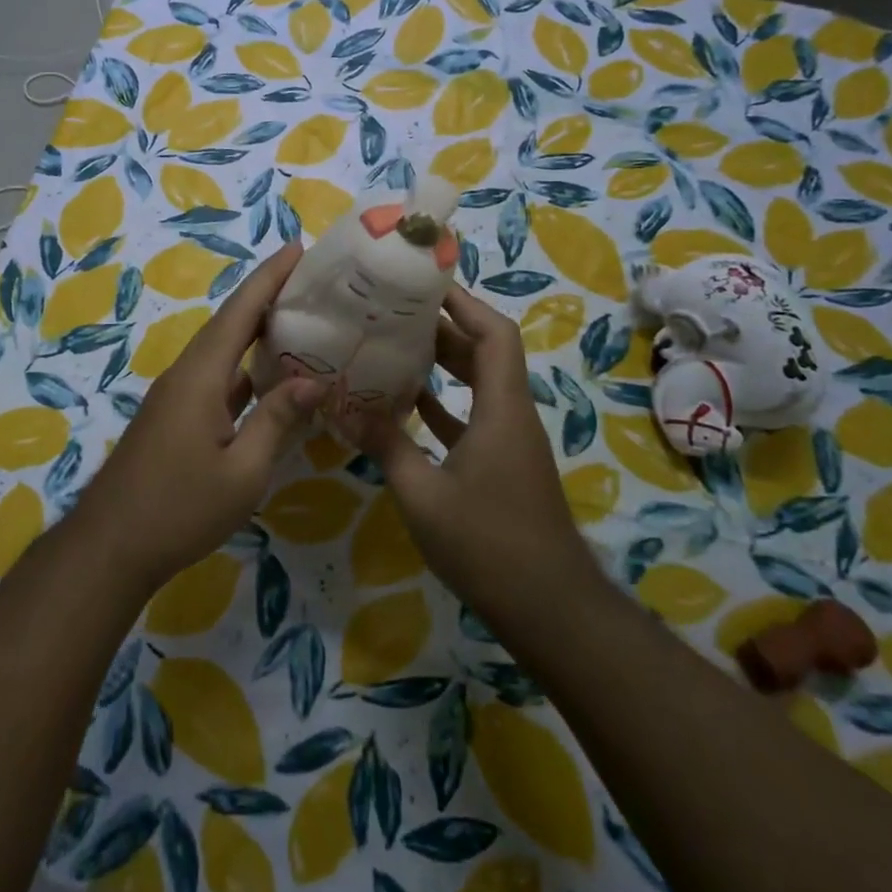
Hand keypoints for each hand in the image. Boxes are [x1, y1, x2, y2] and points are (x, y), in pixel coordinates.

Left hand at [73, 242, 328, 596]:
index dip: (269, 277)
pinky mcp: (174, 417)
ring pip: (221, 351)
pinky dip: (244, 368)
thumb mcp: (242, 472)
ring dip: (255, 331)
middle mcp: (186, 374)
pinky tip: (270, 378)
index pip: (240, 312)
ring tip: (298, 319)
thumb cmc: (179, 509)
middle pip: (229, 323)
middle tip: (309, 279)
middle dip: (266, 295)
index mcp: (201, 377)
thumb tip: (314, 381)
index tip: (297, 247)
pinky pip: (216, 377)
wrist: (111, 546)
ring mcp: (176, 396)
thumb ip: (277, 421)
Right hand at [344, 286, 597, 632]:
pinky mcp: (502, 465)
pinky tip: (408, 403)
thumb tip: (343, 408)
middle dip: (445, 326)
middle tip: (396, 310)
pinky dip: (445, 403)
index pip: (493, 334)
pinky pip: (473, 417)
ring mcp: (509, 441)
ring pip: (479, 384)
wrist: (548, 608)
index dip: (464, 303)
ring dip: (445, 363)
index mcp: (501, 409)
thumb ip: (386, 445)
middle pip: (486, 352)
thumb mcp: (423, 494)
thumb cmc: (488, 544)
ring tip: (396, 344)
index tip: (425, 283)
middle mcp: (511, 415)